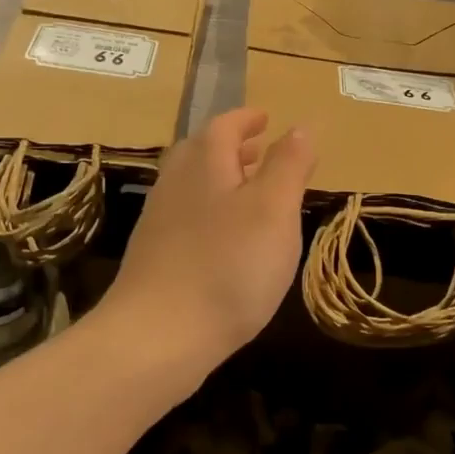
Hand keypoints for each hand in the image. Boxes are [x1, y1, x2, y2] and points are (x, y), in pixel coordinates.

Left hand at [101, 108, 314, 382]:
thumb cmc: (228, 266)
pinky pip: (187, 216)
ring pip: (192, 185)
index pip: (224, 126)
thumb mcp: (274, 210)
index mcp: (204, 164)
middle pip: (201, 152)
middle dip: (231, 147)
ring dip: (220, 179)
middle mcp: (175, 184)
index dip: (246, 119)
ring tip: (248, 191)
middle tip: (258, 149)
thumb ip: (288, 165)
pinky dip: (210, 210)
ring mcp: (159, 221)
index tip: (265, 117)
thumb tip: (299, 126)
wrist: (159, 336)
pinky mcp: (155, 256)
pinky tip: (226, 238)